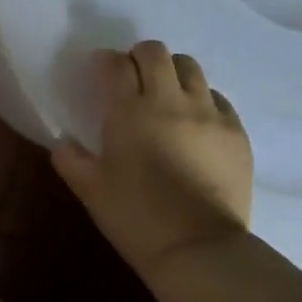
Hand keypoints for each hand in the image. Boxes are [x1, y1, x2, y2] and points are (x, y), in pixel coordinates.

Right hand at [51, 42, 253, 284]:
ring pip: (190, 68)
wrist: (199, 249)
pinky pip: (218, 98)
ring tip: (165, 94)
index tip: (100, 72)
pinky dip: (201, 99)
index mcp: (129, 111)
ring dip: (172, 72)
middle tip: (131, 76)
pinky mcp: (236, 132)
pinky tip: (194, 122)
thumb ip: (71, 160)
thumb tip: (64, 143)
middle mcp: (170, 101)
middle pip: (155, 53)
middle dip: (139, 56)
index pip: (115, 64)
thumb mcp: (90, 190)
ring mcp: (208, 114)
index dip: (105, 62)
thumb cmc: (136, 217)